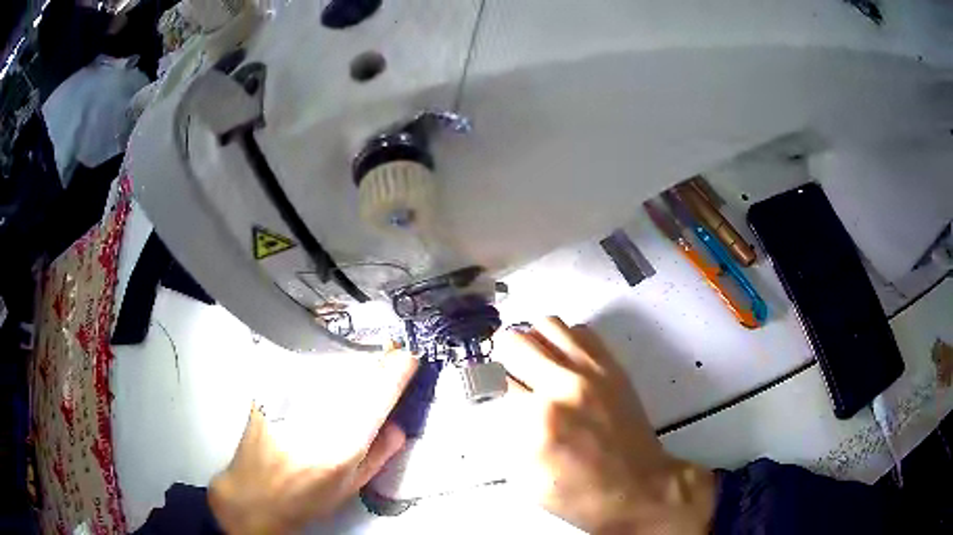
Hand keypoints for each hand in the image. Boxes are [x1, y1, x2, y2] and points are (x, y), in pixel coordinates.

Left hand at [209, 349, 417, 533]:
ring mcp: (286, 399)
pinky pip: (302, 370)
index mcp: (341, 445)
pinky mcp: (267, 391)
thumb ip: (379, 454)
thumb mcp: (351, 487)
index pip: (376, 395)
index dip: (395, 370)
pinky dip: (319, 369)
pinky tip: (321, 380)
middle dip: (372, 364)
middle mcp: (314, 417)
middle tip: (385, 362)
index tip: (408, 357)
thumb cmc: (305, 499)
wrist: (254, 495)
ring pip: (327, 366)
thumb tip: (397, 424)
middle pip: (351, 372)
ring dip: (346, 365)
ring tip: (353, 373)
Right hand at [498, 317, 714, 534]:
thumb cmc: (583, 495)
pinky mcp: (613, 367)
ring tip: (535, 363)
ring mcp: (593, 370)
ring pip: (546, 324)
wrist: (639, 488)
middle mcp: (565, 385)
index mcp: (539, 419)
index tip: (486, 389)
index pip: (493, 379)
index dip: (484, 384)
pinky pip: (580, 330)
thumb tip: (501, 403)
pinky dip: (563, 339)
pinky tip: (563, 362)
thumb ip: (508, 436)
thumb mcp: (528, 481)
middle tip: (507, 375)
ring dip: (532, 341)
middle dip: (501, 358)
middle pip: (514, 341)